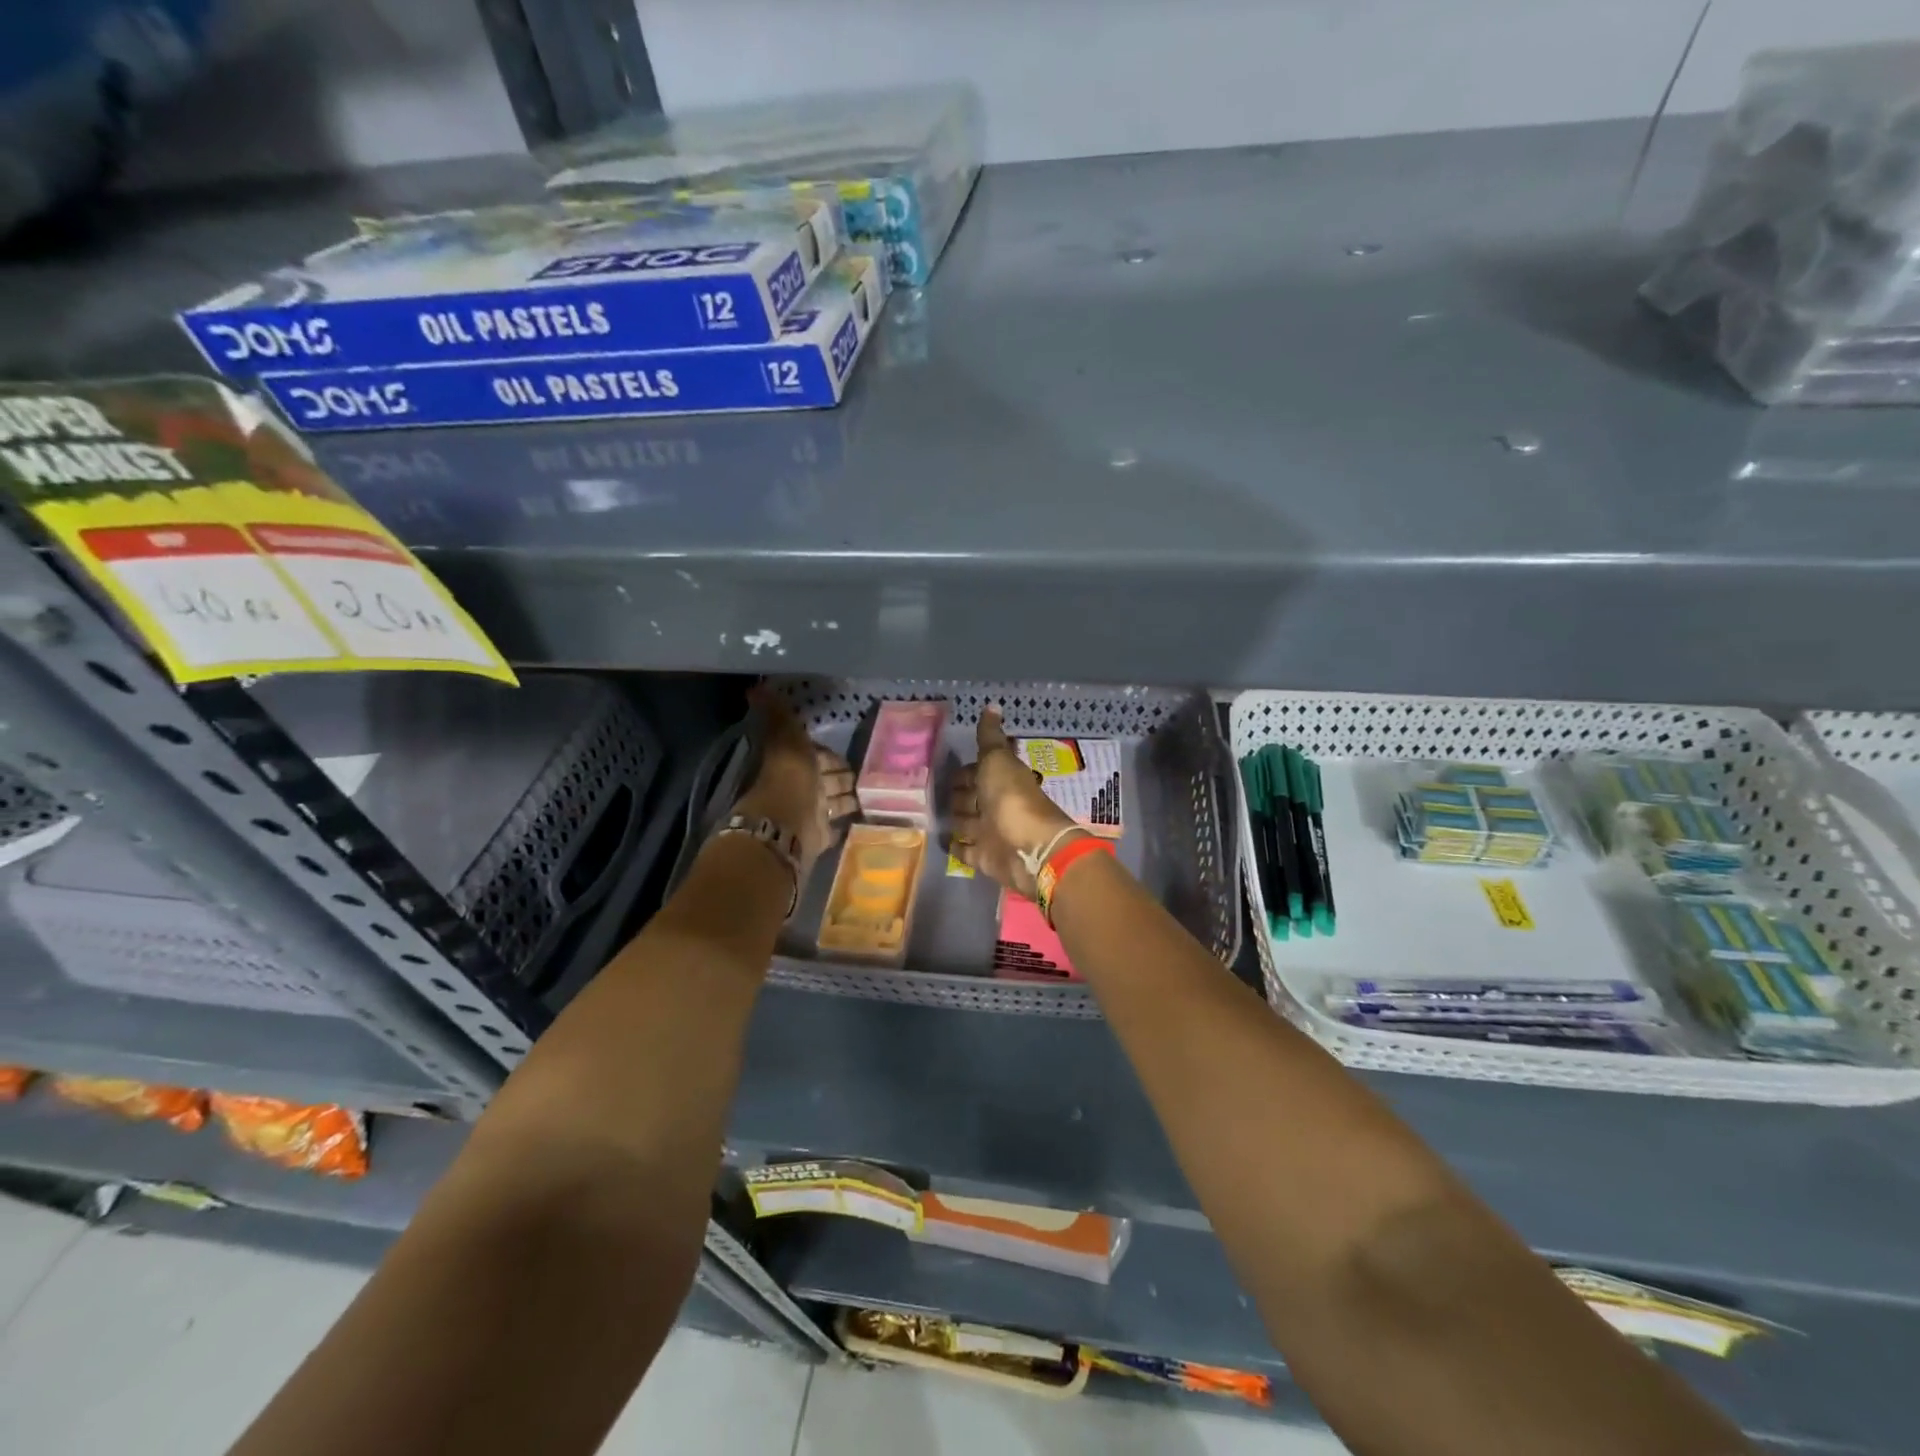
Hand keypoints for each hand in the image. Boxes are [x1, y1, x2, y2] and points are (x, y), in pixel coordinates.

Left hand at [733, 687, 855, 877]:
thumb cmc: (790, 777)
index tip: (851, 751)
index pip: (818, 754)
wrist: (788, 824)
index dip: (830, 753)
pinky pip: (837, 824)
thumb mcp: (786, 739)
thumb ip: (777, 715)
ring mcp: (814, 811)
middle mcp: (804, 786)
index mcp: (796, 762)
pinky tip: (864, 813)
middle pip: (828, 778)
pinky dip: (847, 819)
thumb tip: (755, 687)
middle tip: (870, 772)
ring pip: (835, 801)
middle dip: (843, 775)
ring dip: (848, 796)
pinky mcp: (823, 834)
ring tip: (875, 792)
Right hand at [948, 706, 1079, 897]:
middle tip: (930, 795)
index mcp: (1002, 780)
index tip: (942, 768)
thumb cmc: (1012, 799)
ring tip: (929, 816)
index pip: (978, 772)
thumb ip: (990, 737)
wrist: (1030, 848)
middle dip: (957, 795)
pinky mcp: (984, 858)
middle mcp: (996, 805)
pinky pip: (966, 850)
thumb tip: (992, 705)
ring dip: (954, 819)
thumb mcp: (998, 761)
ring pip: (967, 823)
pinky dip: (956, 846)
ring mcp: (990, 833)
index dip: (965, 770)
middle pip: (972, 798)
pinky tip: (940, 841)